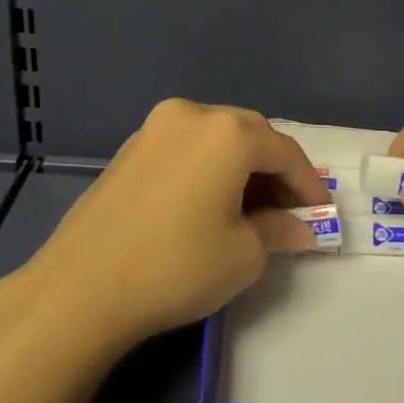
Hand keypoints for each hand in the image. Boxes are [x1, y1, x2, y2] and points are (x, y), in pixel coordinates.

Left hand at [17, 99, 327, 352]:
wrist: (82, 286)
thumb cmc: (176, 266)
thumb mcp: (242, 255)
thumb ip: (277, 231)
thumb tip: (297, 228)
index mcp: (227, 132)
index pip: (284, 151)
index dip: (308, 184)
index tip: (321, 214)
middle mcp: (192, 115)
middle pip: (250, 135)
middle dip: (274, 171)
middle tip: (288, 211)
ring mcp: (155, 128)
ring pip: (215, 139)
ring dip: (240, 168)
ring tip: (251, 211)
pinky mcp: (130, 148)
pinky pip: (185, 149)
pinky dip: (208, 169)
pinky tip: (210, 204)